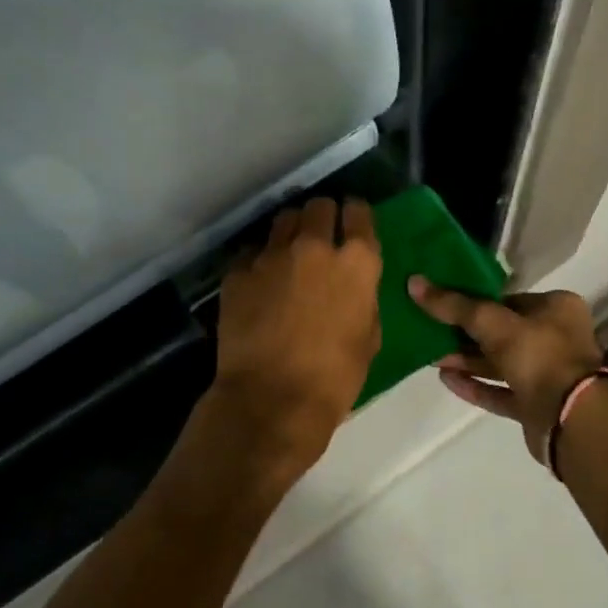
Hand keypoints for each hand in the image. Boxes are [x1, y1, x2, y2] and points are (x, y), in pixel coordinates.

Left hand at [212, 197, 381, 465]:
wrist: (271, 401)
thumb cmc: (333, 378)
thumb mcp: (369, 336)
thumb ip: (362, 297)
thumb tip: (352, 286)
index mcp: (356, 262)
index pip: (359, 211)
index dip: (356, 216)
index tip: (352, 225)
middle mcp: (314, 246)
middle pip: (319, 206)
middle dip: (322, 218)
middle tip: (320, 239)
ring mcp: (271, 256)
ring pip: (283, 220)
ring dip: (291, 232)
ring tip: (288, 255)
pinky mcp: (238, 272)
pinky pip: (252, 252)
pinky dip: (260, 261)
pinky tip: (260, 283)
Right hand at [407, 279, 603, 462]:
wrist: (571, 419)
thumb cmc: (538, 355)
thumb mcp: (492, 322)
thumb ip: (454, 305)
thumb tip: (414, 282)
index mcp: (556, 308)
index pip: (508, 299)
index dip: (475, 301)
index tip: (442, 303)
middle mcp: (555, 338)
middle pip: (502, 332)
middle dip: (465, 333)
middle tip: (430, 330)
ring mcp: (546, 375)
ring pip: (499, 363)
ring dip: (466, 360)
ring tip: (431, 357)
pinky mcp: (535, 406)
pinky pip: (499, 391)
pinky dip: (475, 385)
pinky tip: (446, 379)